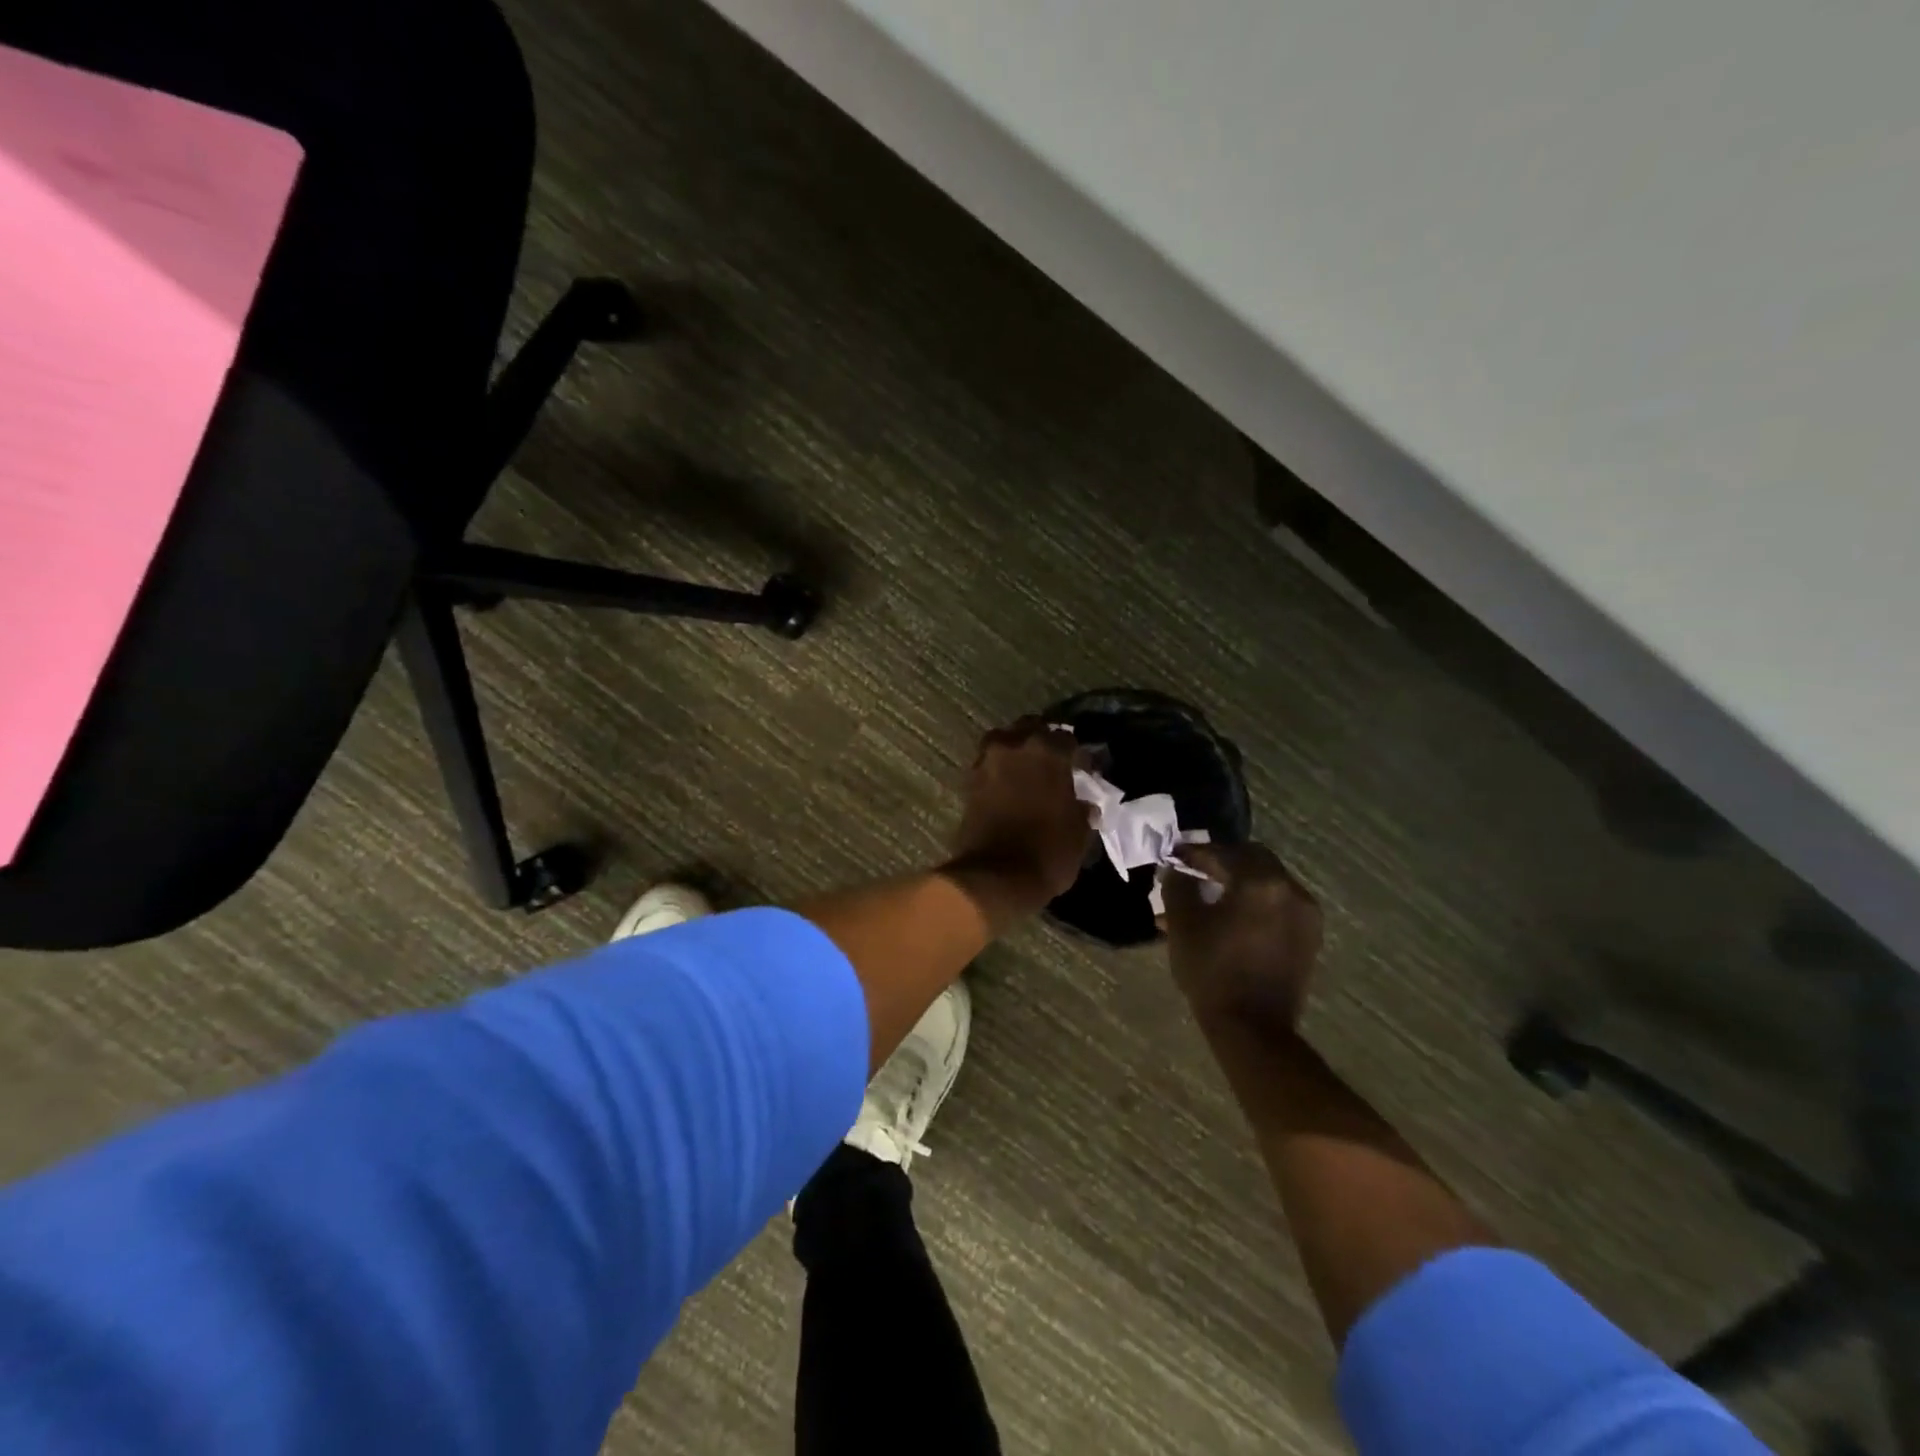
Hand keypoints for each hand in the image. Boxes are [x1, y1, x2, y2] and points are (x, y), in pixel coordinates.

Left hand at [943, 718, 1090, 928]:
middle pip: (1031, 729)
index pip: (1068, 739)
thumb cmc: (1048, 851)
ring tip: (1029, 770)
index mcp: (1048, 751)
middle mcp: (1014, 746)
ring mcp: (987, 761)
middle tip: (1055, 761)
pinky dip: (1000, 769)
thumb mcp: (1079, 832)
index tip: (1085, 769)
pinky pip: (988, 763)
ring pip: (1004, 741)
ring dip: (1017, 750)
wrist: (996, 877)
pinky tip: (1011, 785)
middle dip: (1044, 740)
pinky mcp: (969, 781)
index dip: (1079, 755)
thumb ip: (1082, 809)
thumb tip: (1085, 804)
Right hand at [1161, 842, 1322, 1029]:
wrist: (1253, 1029)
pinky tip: (1234, 917)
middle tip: (1196, 870)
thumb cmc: (1213, 971)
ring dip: (1241, 881)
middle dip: (1223, 861)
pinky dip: (1257, 901)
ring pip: (1269, 881)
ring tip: (1213, 896)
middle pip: (1254, 859)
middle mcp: (1291, 890)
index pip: (1223, 853)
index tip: (1174, 856)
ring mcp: (1306, 914)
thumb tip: (1177, 870)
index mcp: (1261, 882)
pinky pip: (1280, 904)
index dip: (1195, 853)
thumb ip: (1178, 886)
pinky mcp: (1310, 937)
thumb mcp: (1183, 924)